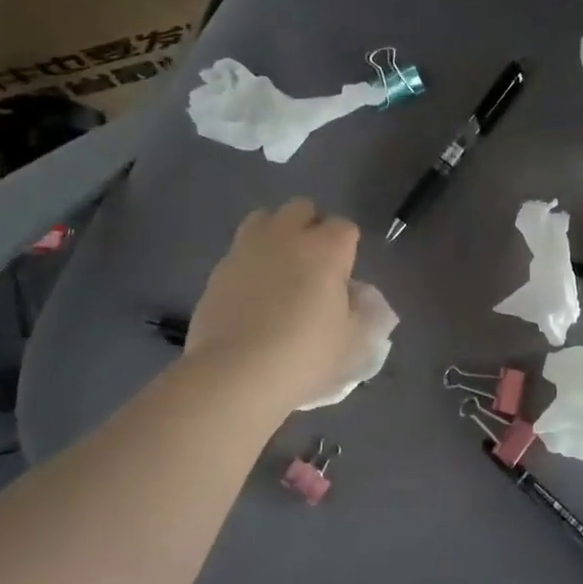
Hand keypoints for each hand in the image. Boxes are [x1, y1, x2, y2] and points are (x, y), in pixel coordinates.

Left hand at [185, 200, 368, 411]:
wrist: (235, 375)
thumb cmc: (305, 355)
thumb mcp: (354, 342)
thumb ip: (364, 313)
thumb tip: (356, 297)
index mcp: (327, 248)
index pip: (345, 227)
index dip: (347, 248)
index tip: (344, 276)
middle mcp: (287, 237)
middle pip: (301, 209)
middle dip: (310, 227)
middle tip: (312, 264)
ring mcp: (247, 249)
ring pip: (263, 218)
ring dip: (275, 234)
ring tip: (278, 268)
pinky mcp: (218, 270)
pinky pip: (239, 251)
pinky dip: (249, 263)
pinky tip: (252, 294)